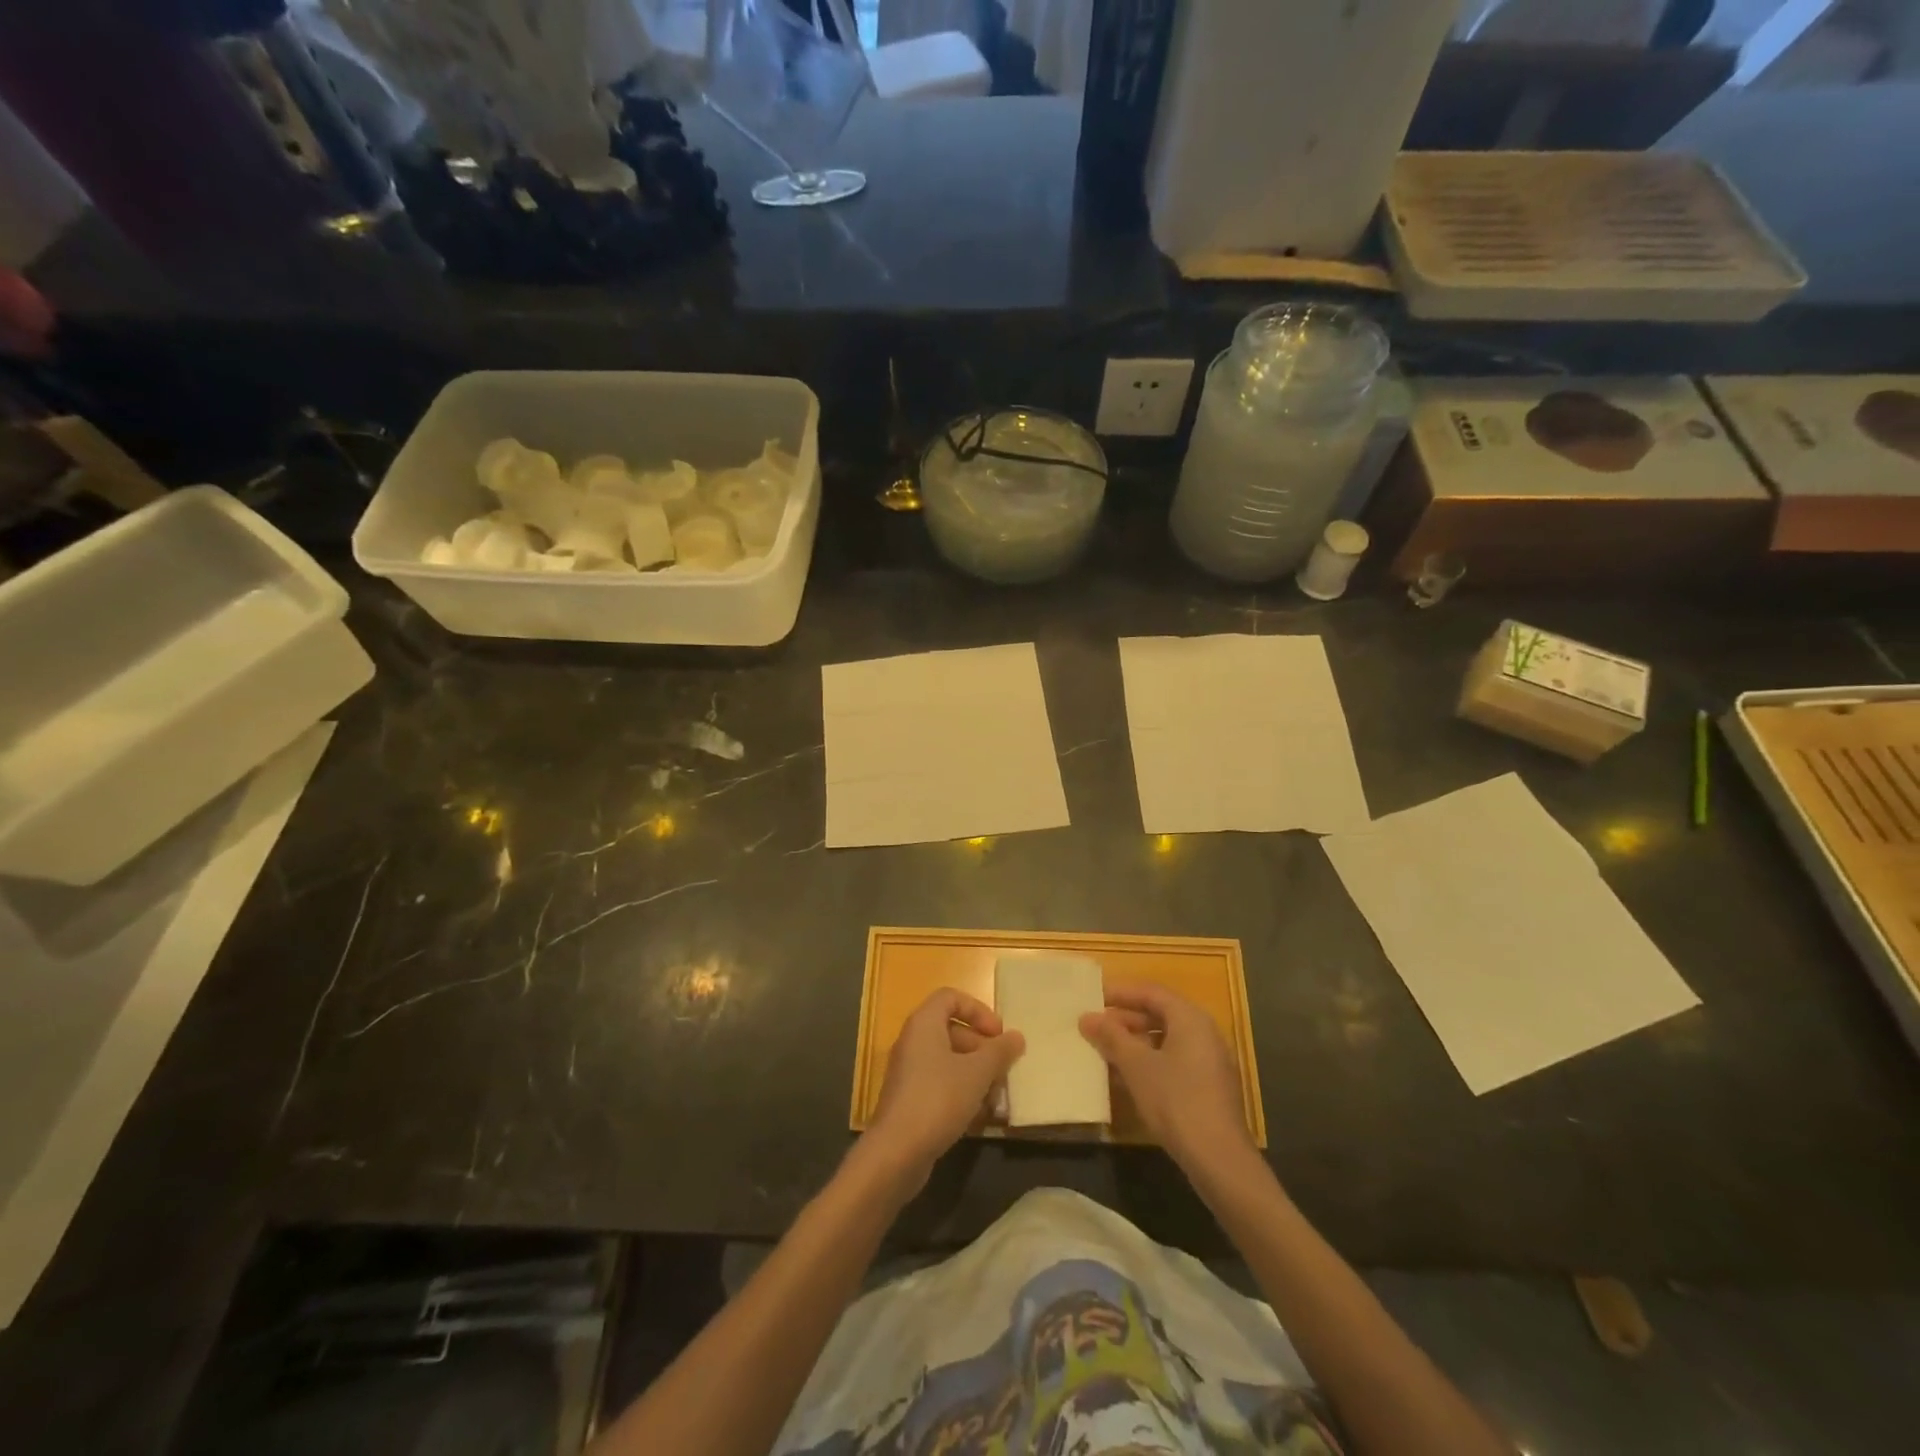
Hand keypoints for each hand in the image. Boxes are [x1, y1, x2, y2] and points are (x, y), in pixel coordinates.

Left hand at [863, 988, 1024, 1190]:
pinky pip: (940, 1085)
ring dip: (976, 1075)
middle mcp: (913, 1041)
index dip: (978, 1010)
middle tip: (1003, 1069)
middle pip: (952, 1031)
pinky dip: (962, 1094)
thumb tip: (1017, 1037)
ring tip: (997, 1097)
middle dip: (982, 1048)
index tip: (998, 1034)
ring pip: (948, 1062)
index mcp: (924, 1024)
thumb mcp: (977, 1073)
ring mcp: (909, 1072)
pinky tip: (980, 1117)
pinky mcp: (910, 1100)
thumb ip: (999, 1052)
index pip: (951, 997)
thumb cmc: (939, 1099)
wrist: (896, 1152)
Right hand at [1081, 984, 1256, 1181]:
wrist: (1219, 1160)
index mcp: (1190, 1019)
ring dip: (1134, 1043)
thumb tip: (1087, 1017)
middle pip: (1159, 1015)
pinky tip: (1124, 1078)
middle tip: (1094, 1026)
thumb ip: (1111, 1037)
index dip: (1120, 993)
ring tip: (1103, 1050)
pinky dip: (1148, 1062)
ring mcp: (1208, 1062)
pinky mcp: (1208, 1088)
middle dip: (1125, 1019)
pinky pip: (1172, 1062)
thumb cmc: (1176, 1101)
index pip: (1151, 992)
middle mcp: (1204, 1033)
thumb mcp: (1137, 1066)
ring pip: (1165, 1041)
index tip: (1092, 998)